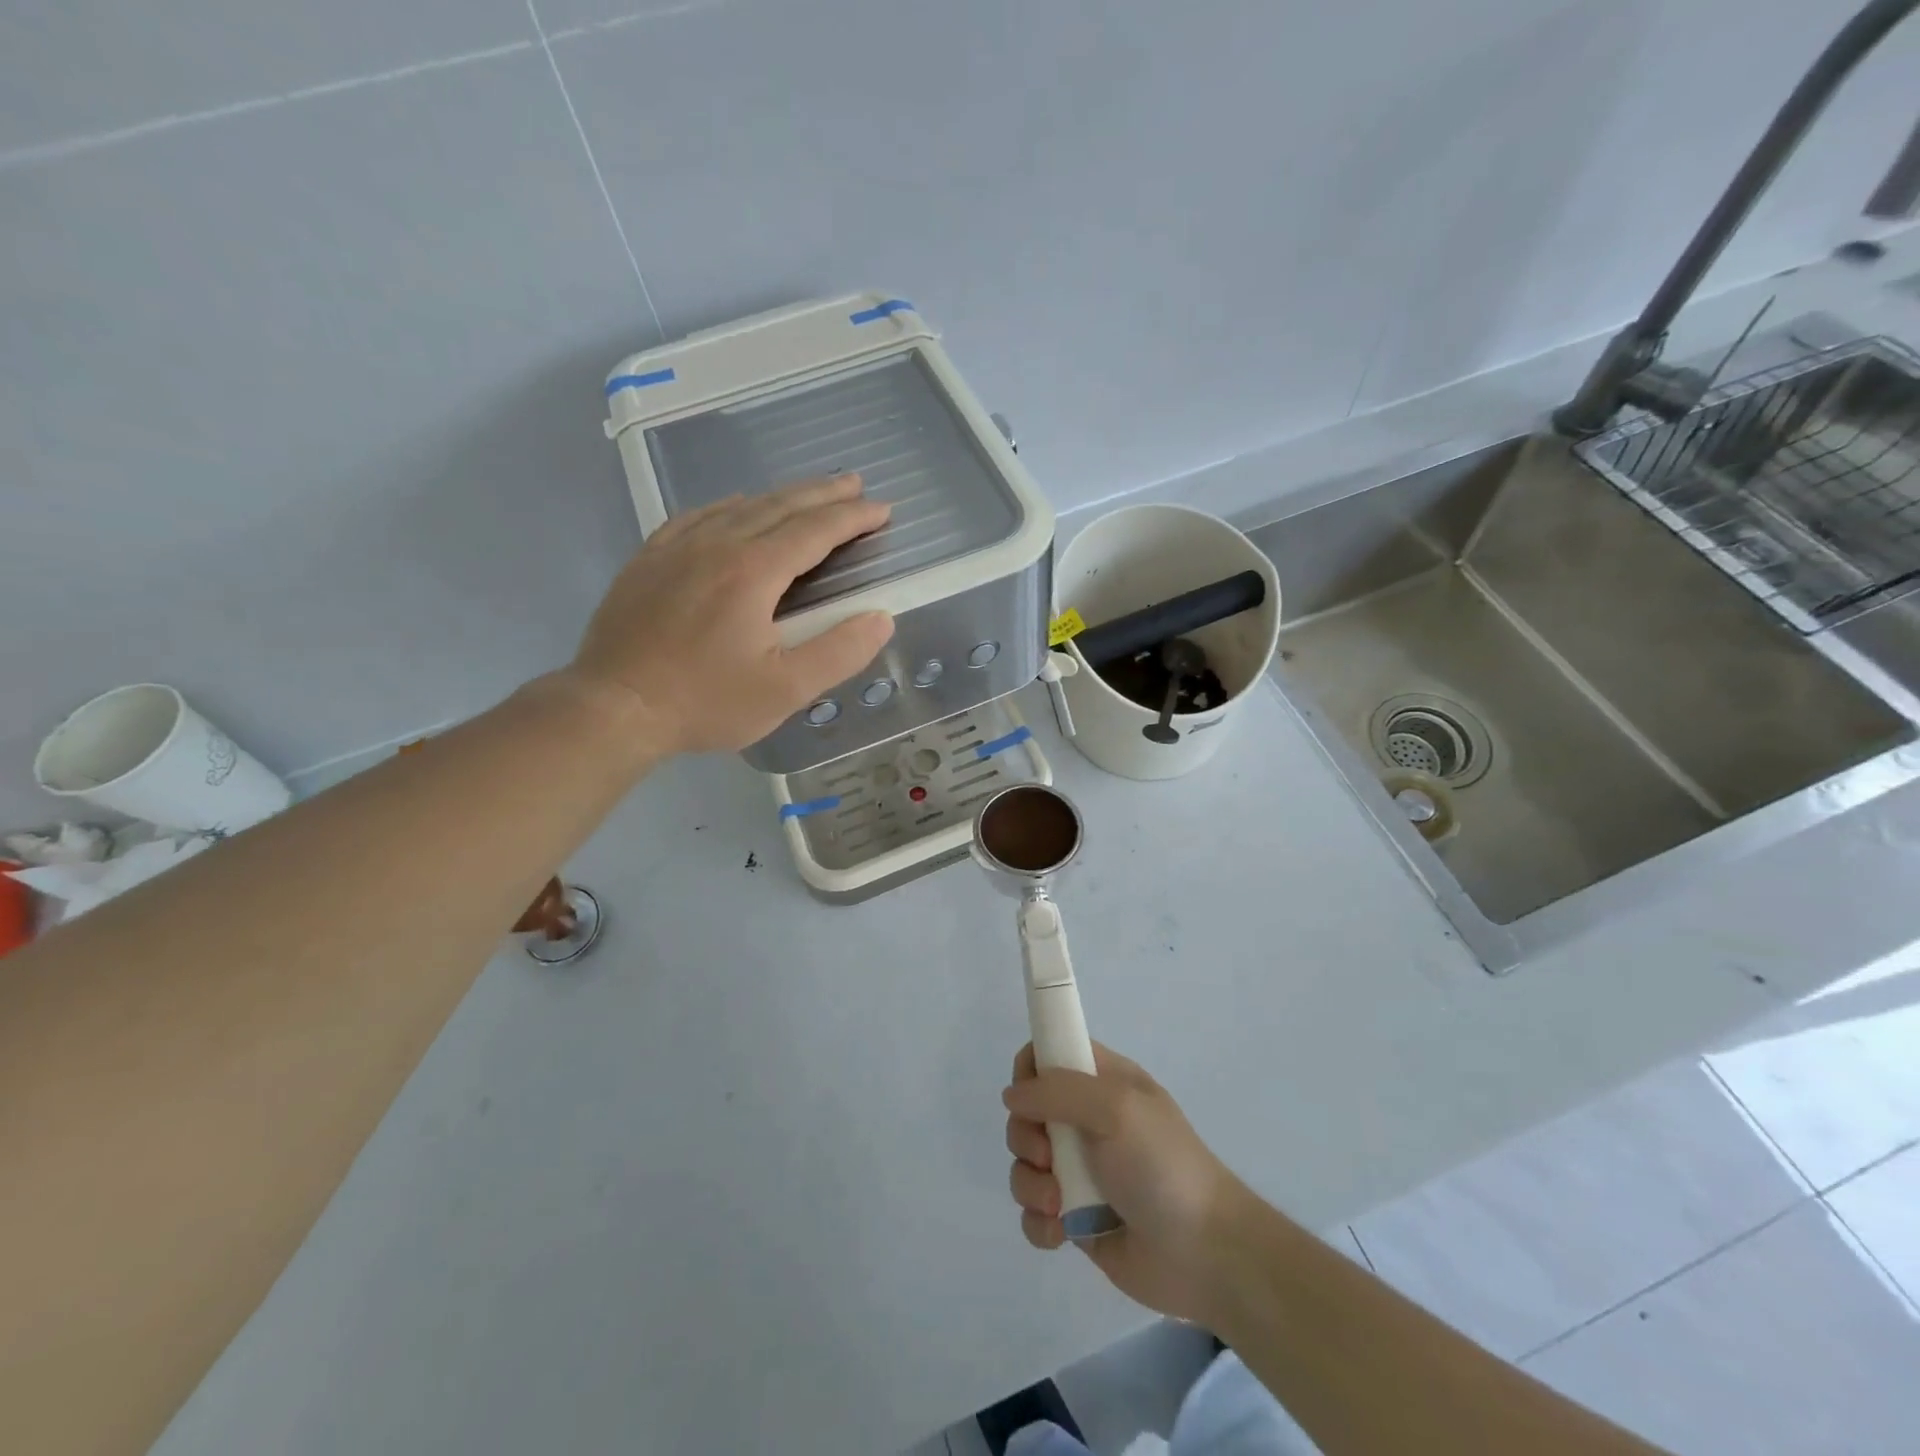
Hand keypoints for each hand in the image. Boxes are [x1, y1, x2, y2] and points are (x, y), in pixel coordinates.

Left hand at [569, 474, 894, 755]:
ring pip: (739, 507)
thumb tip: (881, 618)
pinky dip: (729, 507)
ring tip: (806, 494)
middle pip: (780, 507)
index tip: (882, 509)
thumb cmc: (706, 702)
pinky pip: (696, 518)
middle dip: (823, 494)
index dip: (852, 518)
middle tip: (855, 483)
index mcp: (754, 571)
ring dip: (780, 497)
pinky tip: (734, 509)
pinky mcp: (649, 561)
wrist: (614, 708)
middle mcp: (717, 545)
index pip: (815, 531)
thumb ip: (839, 652)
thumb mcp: (785, 690)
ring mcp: (677, 549)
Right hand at [1003, 1042, 1244, 1324]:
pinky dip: (1039, 1222)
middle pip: (1027, 1112)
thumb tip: (1012, 1095)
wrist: (1205, 1254)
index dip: (1030, 1070)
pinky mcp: (1075, 1218)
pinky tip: (1061, 1233)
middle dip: (1026, 1137)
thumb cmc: (1162, 1165)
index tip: (1028, 1096)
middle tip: (1050, 1156)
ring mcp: (1080, 1171)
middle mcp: (1087, 1121)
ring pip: (1025, 1164)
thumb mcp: (1116, 1108)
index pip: (1050, 1054)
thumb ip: (1058, 1091)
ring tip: (1059, 1204)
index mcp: (1103, 1082)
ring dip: (1030, 1185)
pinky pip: (1033, 1212)